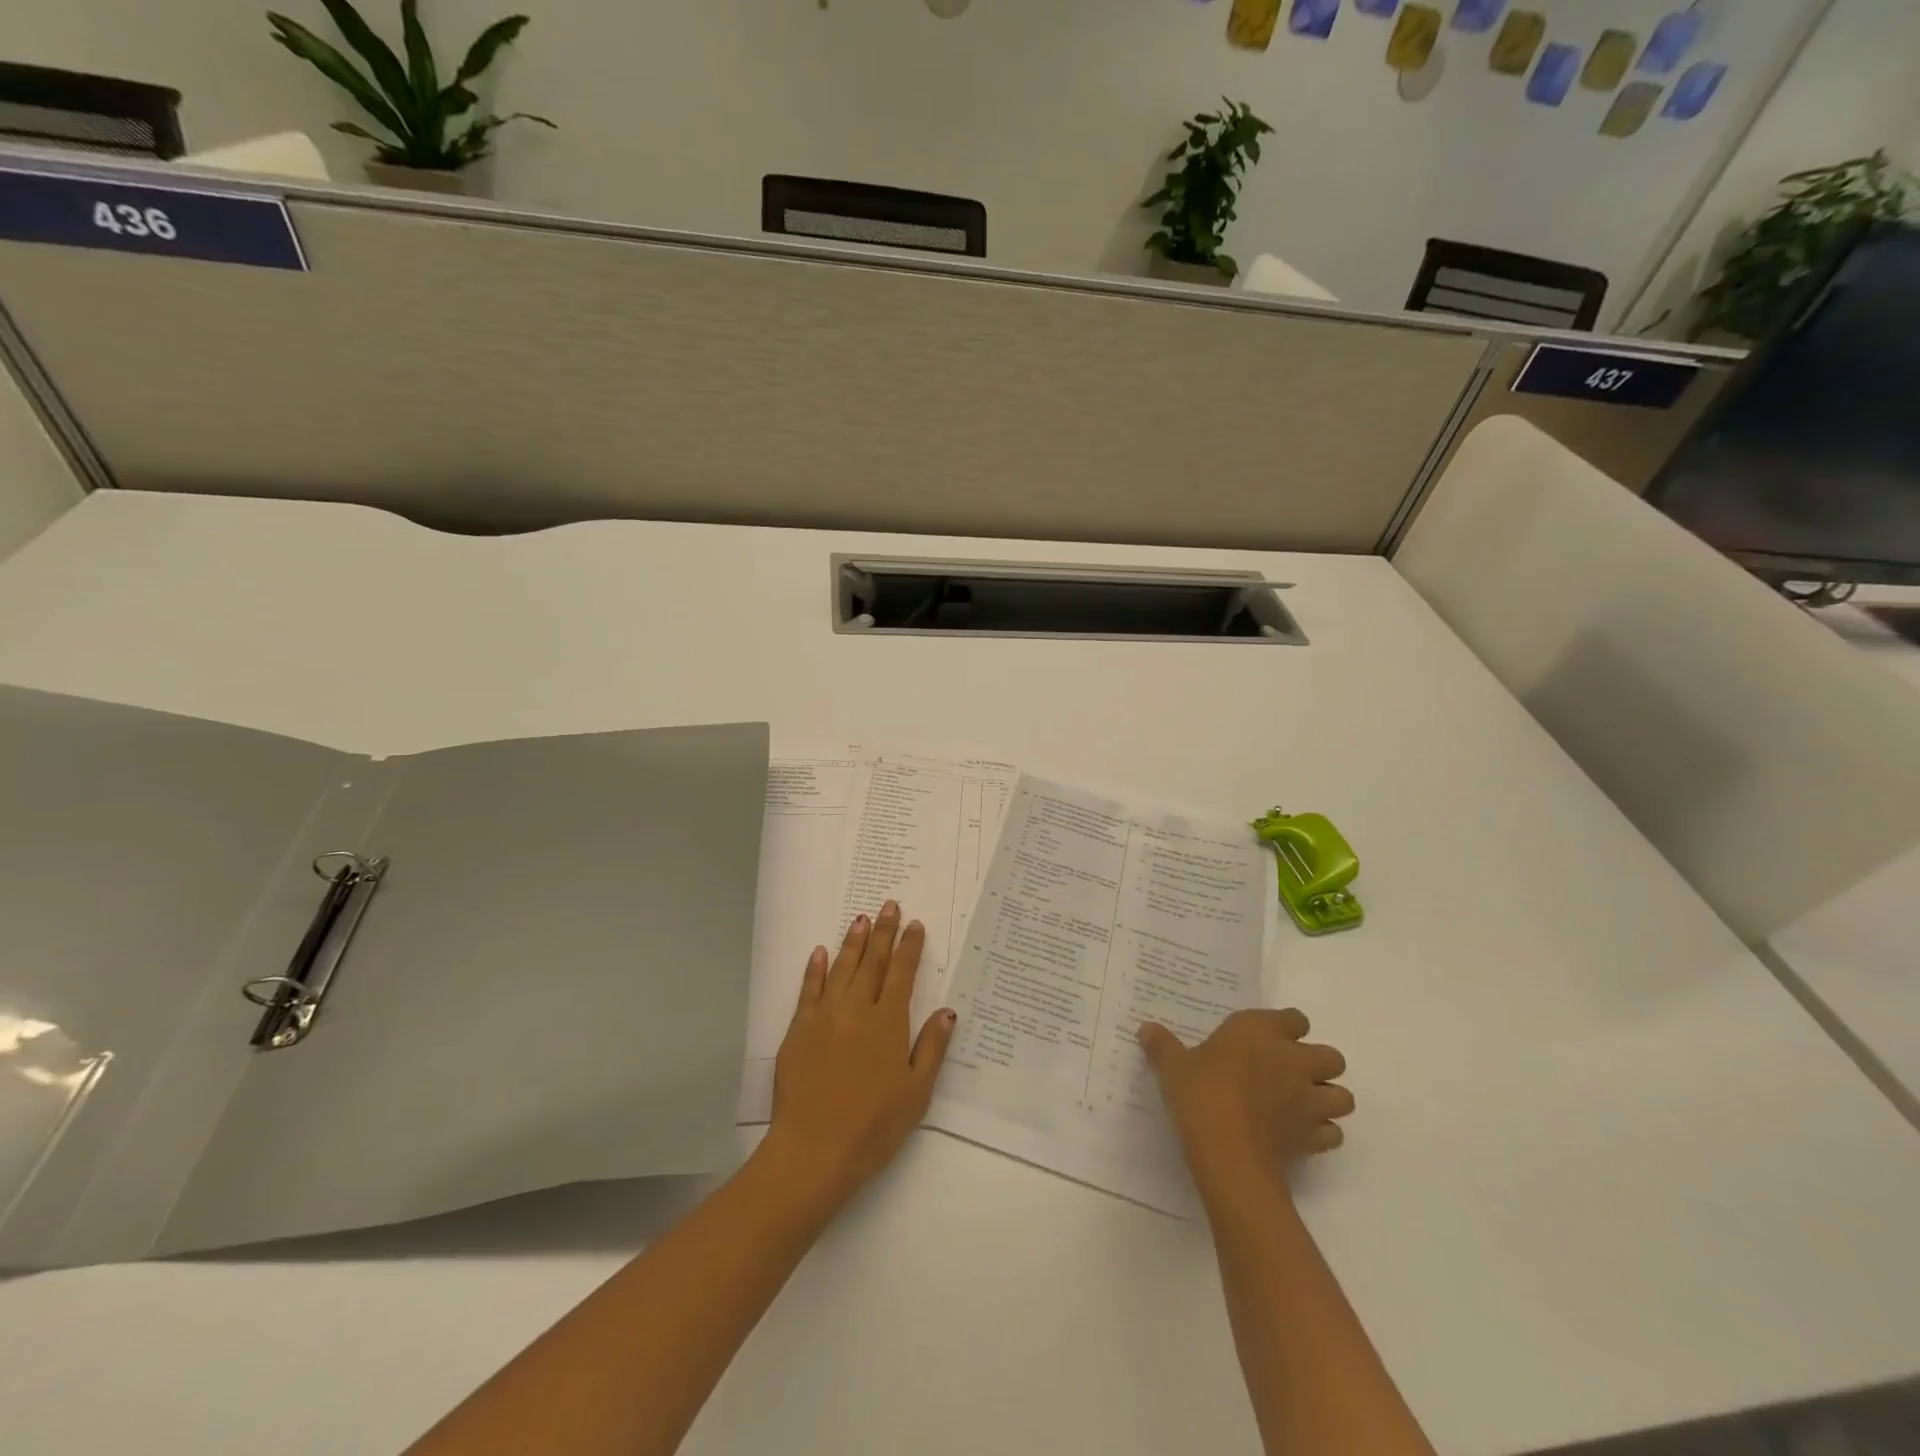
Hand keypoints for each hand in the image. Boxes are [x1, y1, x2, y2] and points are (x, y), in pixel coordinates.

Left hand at [765, 902, 956, 1216]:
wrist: (814, 1149)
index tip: (915, 924)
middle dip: (883, 932)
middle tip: (888, 905)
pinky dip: (815, 969)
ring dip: (853, 942)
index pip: (903, 974)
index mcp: (888, 1023)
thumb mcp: (916, 1092)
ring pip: (842, 969)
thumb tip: (948, 1011)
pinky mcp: (799, 1030)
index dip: (910, 947)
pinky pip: (809, 990)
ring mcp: (825, 1016)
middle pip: (873, 963)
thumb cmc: (873, 1126)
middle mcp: (857, 1010)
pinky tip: (820, 952)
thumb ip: (932, 1048)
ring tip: (861, 919)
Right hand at [1137, 1009, 1352, 1197]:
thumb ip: (1163, 1046)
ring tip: (1301, 1105)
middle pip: (1331, 1056)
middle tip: (1288, 1074)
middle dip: (1317, 1064)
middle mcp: (1293, 1060)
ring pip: (1343, 1096)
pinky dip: (1322, 1133)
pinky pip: (1332, 1133)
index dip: (1286, 1028)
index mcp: (1261, 1032)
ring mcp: (1309, 1100)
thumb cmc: (1201, 1094)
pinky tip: (1299, 1136)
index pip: (1294, 1018)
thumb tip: (1145, 1028)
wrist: (1228, 1153)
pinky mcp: (1314, 1138)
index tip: (1266, 1039)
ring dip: (1328, 1099)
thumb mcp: (1173, 1067)